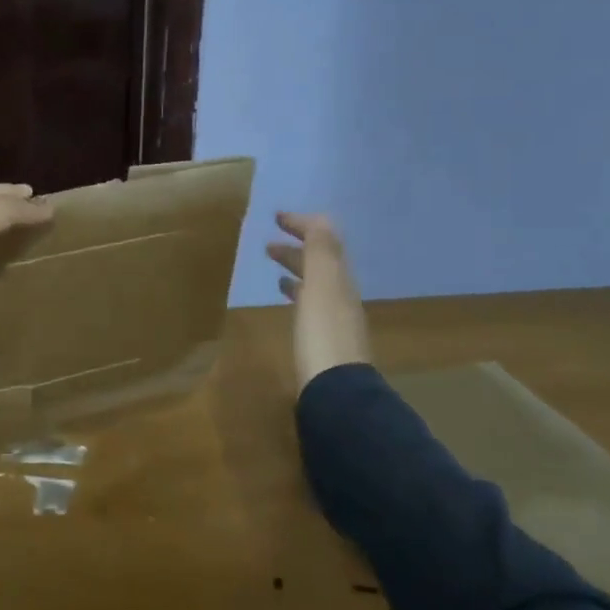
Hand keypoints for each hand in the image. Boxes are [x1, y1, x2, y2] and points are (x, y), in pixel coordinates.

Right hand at [266, 212, 372, 388]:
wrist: (335, 392)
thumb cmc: (322, 334)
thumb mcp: (321, 285)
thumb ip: (321, 250)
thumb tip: (319, 217)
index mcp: (340, 278)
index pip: (325, 241)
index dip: (303, 225)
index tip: (277, 217)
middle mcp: (342, 294)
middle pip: (322, 262)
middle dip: (298, 246)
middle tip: (268, 243)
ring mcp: (335, 318)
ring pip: (316, 282)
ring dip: (296, 268)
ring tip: (274, 266)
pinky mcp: (325, 339)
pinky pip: (311, 303)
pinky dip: (297, 292)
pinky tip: (285, 299)